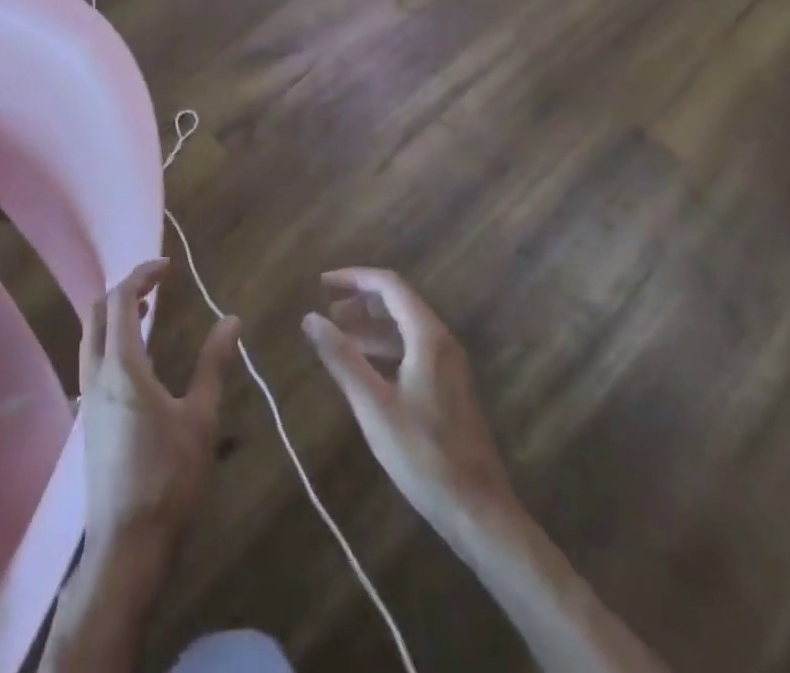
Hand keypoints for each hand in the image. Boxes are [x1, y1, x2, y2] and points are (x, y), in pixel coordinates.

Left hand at [79, 259, 240, 560]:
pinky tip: (138, 358)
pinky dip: (111, 338)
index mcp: (121, 367)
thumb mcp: (200, 419)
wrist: (125, 548)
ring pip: (91, 335)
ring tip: (150, 312)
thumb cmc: (167, 480)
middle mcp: (96, 374)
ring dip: (116, 313)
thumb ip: (213, 364)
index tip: (167, 266)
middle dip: (126, 289)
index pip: (122, 299)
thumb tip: (231, 320)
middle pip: (98, 311)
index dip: (142, 275)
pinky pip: (92, 358)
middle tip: (158, 285)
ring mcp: (87, 398)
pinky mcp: (88, 419)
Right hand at [302, 267, 514, 535]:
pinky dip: (385, 347)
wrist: (479, 512)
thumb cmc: (423, 454)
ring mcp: (449, 365)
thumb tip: (310, 317)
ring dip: (371, 325)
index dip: (354, 278)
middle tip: (327, 310)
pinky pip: (413, 349)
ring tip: (338, 336)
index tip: (322, 283)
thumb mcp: (373, 405)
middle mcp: (442, 341)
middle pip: (398, 302)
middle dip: (361, 300)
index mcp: (427, 336)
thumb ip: (341, 357)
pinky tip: (365, 368)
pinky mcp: (450, 388)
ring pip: (405, 327)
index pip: (389, 285)